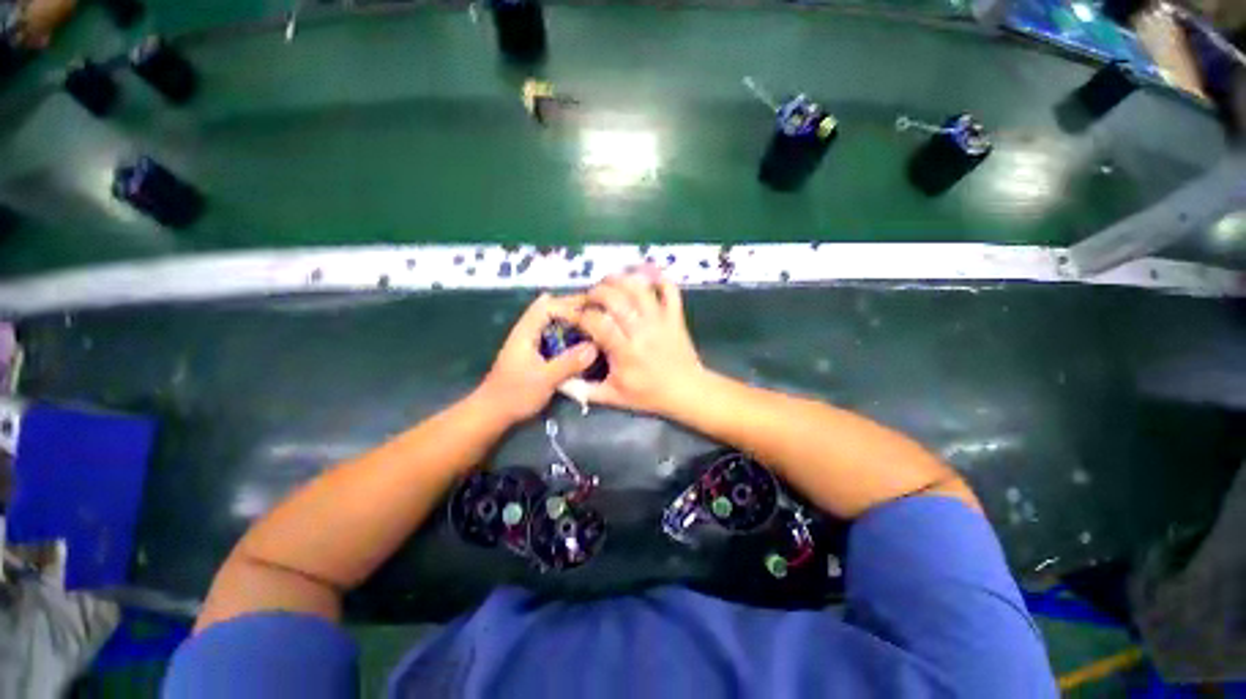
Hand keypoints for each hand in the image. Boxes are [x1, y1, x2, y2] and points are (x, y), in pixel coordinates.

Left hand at [478, 293, 599, 422]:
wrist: (493, 412)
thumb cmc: (515, 395)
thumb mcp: (545, 380)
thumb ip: (569, 363)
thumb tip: (594, 347)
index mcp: (525, 332)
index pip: (548, 306)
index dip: (569, 307)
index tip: (590, 317)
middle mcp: (527, 330)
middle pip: (550, 306)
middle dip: (573, 306)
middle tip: (598, 311)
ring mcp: (530, 340)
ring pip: (552, 319)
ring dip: (571, 318)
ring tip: (594, 322)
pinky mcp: (535, 351)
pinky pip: (554, 333)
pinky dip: (568, 331)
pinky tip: (582, 339)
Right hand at [577, 269, 705, 414]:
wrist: (686, 391)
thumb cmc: (649, 395)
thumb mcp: (613, 397)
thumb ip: (584, 391)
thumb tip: (559, 382)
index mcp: (625, 351)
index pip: (597, 322)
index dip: (580, 315)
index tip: (573, 315)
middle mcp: (642, 330)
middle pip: (615, 298)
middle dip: (596, 292)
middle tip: (589, 298)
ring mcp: (661, 320)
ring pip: (639, 289)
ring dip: (620, 279)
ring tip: (608, 282)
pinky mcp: (675, 315)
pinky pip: (670, 289)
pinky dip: (658, 277)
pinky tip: (643, 274)